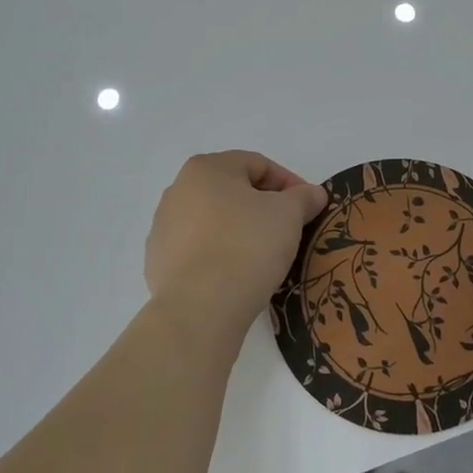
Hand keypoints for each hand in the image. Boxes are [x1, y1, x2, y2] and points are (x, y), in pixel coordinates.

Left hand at [145, 152, 327, 336]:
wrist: (200, 307)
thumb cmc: (247, 246)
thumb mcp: (288, 215)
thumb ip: (303, 197)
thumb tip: (313, 193)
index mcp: (206, 168)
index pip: (258, 164)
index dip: (289, 182)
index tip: (309, 207)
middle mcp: (178, 190)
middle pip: (232, 191)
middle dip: (264, 207)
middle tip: (289, 230)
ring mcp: (164, 227)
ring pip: (214, 221)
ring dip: (241, 231)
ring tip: (265, 256)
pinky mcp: (159, 262)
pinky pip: (199, 250)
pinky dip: (220, 255)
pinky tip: (238, 275)